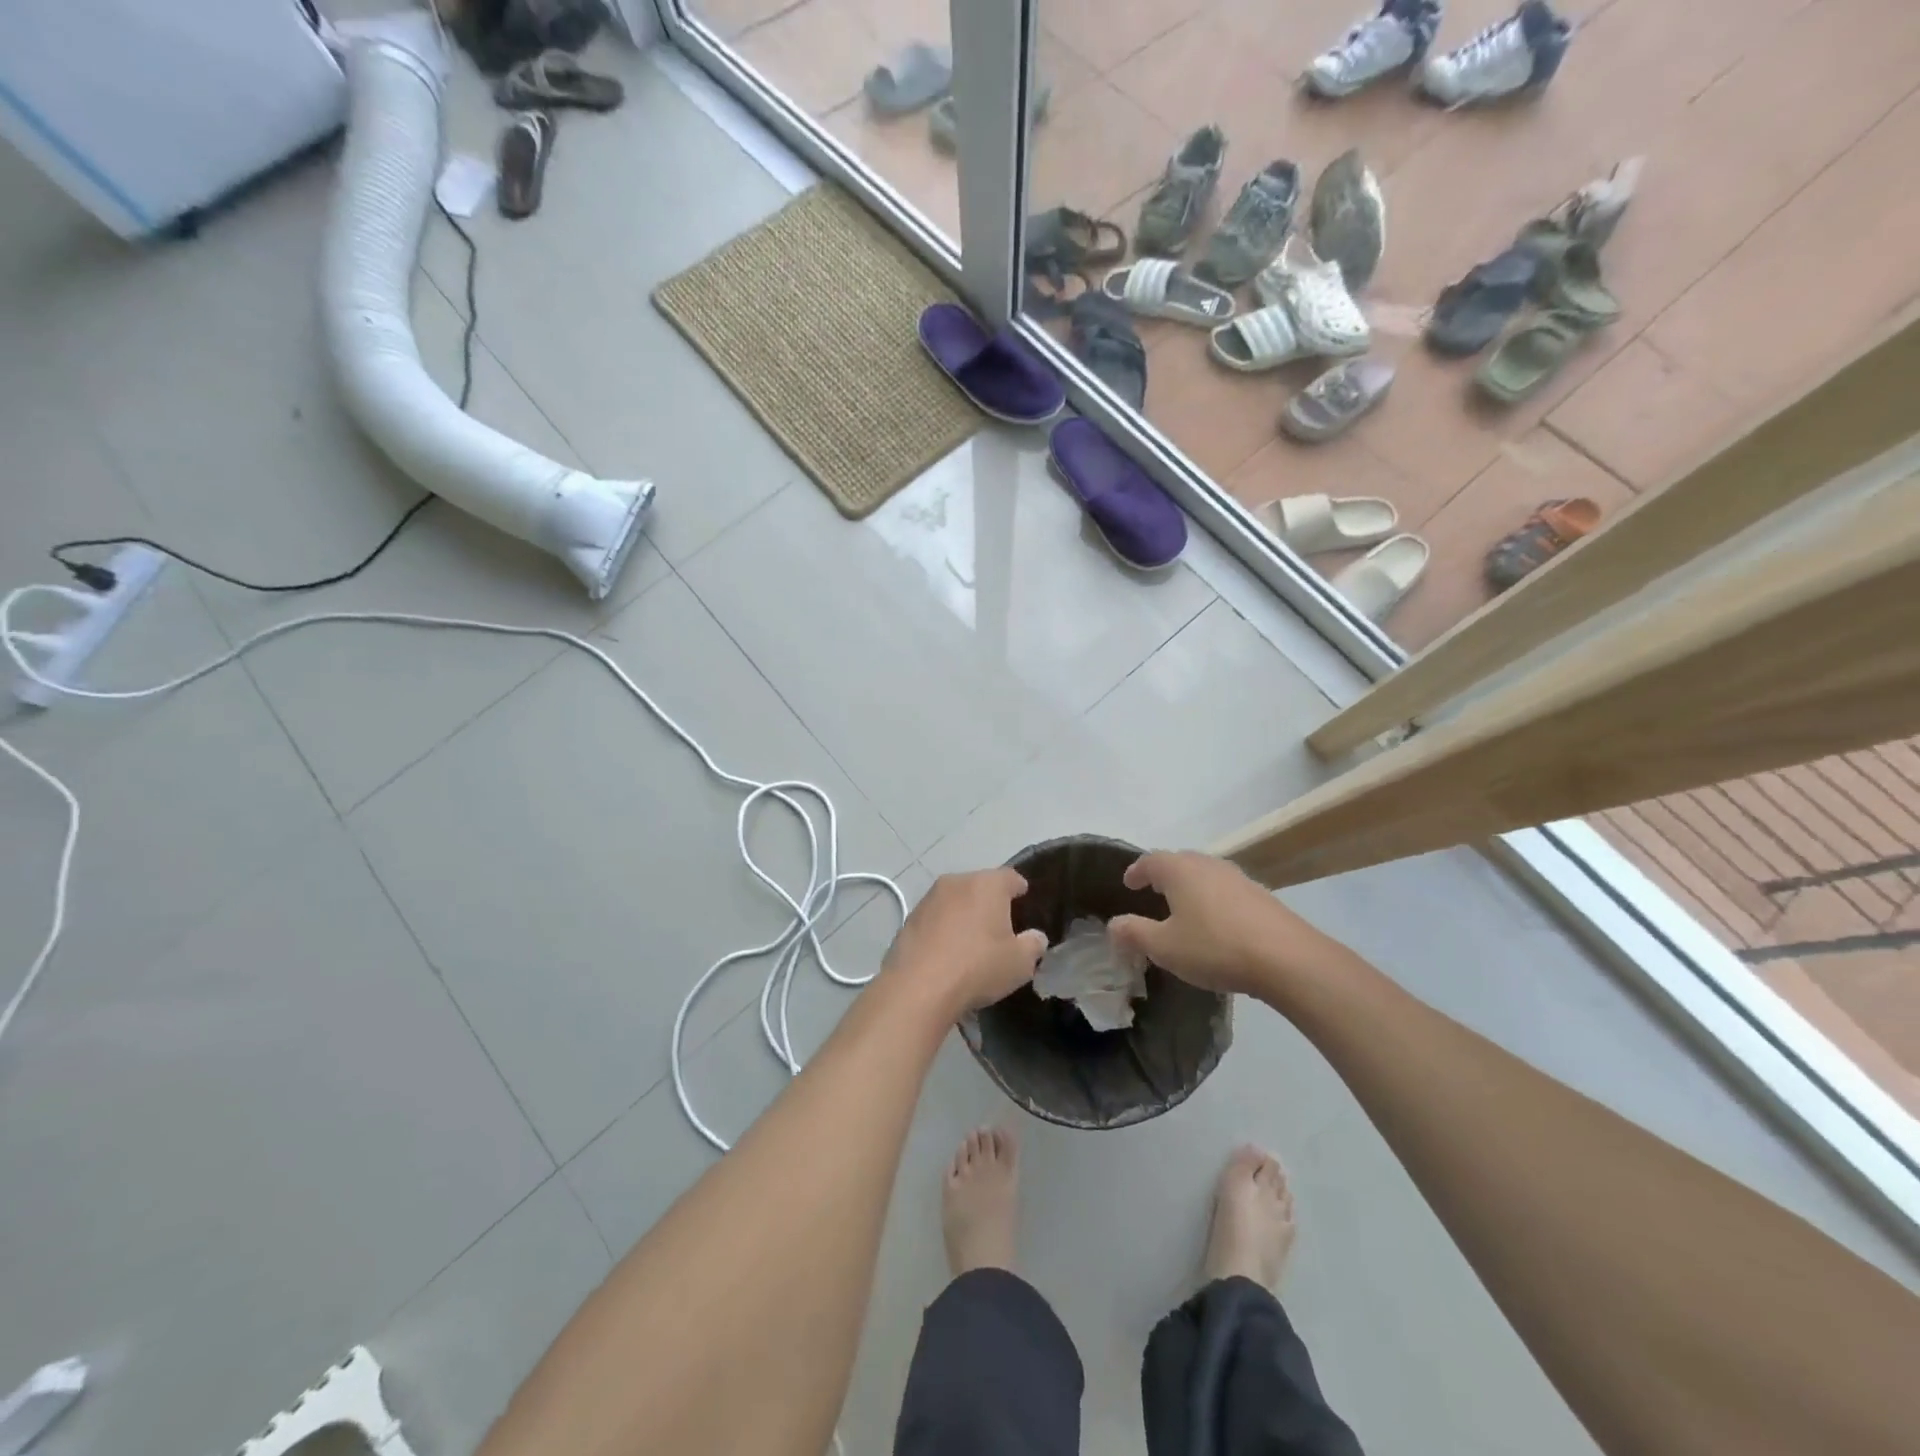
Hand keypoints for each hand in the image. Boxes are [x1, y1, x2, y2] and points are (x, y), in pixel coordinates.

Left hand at [884, 869, 1047, 1016]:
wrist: (918, 988)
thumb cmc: (978, 967)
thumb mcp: (1020, 963)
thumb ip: (1033, 945)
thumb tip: (1035, 937)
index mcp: (987, 884)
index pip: (1011, 877)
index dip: (1020, 889)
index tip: (1024, 902)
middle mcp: (957, 882)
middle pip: (980, 886)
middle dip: (991, 902)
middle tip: (1000, 927)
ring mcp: (929, 898)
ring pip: (955, 901)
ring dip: (964, 915)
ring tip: (971, 942)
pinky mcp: (909, 918)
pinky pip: (935, 918)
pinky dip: (943, 929)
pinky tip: (946, 953)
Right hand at [1107, 851, 1337, 997]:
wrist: (1288, 959)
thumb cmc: (1215, 947)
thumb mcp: (1164, 947)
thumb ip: (1135, 933)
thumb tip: (1113, 924)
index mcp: (1180, 870)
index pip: (1150, 860)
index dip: (1136, 871)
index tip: (1128, 883)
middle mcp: (1208, 865)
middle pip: (1179, 861)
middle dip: (1164, 874)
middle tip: (1153, 891)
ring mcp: (1238, 878)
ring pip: (1205, 874)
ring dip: (1190, 886)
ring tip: (1183, 907)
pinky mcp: (1261, 896)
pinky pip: (1226, 890)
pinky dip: (1212, 899)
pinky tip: (1216, 923)